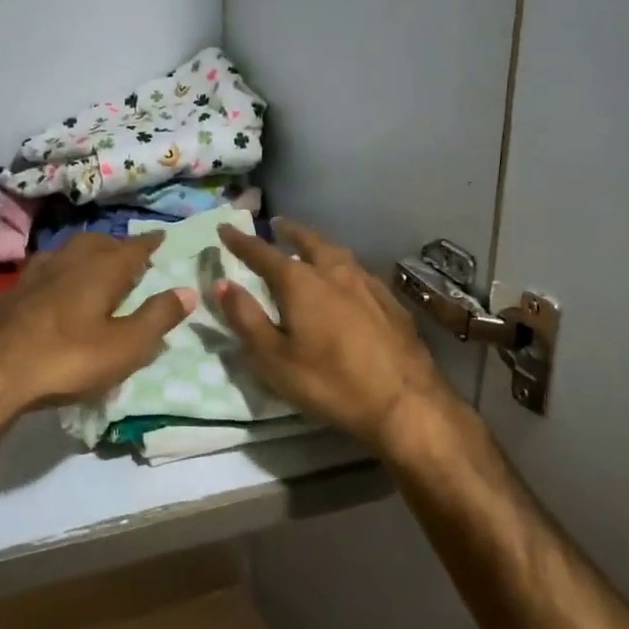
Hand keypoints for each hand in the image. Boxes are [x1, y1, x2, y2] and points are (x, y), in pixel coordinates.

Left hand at [0, 232, 193, 429]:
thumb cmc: (67, 358)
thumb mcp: (124, 347)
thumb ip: (157, 317)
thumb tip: (187, 291)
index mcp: (101, 269)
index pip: (133, 248)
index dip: (149, 242)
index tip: (161, 235)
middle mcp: (70, 260)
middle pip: (99, 242)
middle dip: (118, 245)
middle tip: (130, 254)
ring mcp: (37, 272)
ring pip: (69, 250)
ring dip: (87, 252)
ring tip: (96, 264)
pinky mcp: (13, 290)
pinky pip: (46, 267)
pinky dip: (62, 268)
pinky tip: (56, 284)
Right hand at [216, 219, 456, 454]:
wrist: (405, 402)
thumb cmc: (331, 382)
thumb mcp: (275, 360)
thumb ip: (246, 319)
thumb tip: (223, 284)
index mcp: (301, 282)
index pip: (263, 253)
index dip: (241, 241)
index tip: (225, 228)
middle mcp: (334, 271)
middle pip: (308, 241)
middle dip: (290, 231)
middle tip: (278, 225)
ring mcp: (367, 283)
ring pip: (337, 252)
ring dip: (318, 244)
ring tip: (310, 246)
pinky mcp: (391, 301)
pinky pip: (359, 271)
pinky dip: (343, 266)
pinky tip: (347, 279)